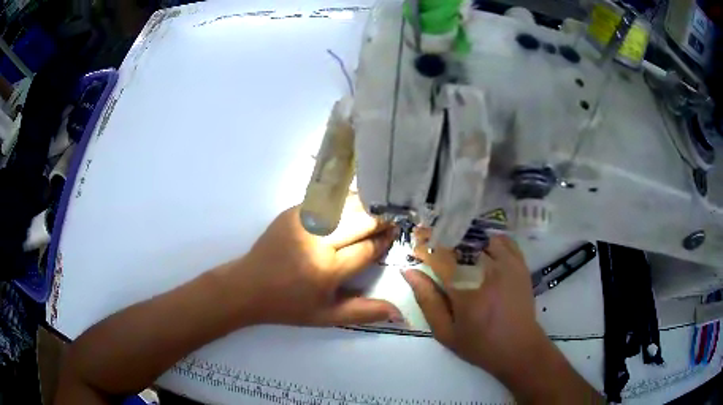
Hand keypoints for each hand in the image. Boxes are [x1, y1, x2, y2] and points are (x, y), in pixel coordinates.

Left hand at [233, 196, 400, 325]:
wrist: (248, 286)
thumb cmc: (289, 305)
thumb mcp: (327, 317)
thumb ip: (364, 313)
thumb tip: (399, 312)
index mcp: (327, 270)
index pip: (367, 248)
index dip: (384, 240)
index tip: (394, 235)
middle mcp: (317, 241)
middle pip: (360, 221)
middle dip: (379, 220)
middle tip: (390, 220)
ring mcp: (303, 222)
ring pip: (344, 205)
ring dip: (363, 206)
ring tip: (374, 209)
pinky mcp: (291, 213)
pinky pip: (325, 201)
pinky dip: (342, 201)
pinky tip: (350, 205)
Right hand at [403, 230, 545, 382]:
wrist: (519, 347)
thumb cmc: (479, 344)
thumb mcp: (445, 332)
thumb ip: (426, 301)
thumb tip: (408, 271)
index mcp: (465, 292)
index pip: (439, 257)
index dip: (424, 249)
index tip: (416, 249)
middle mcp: (487, 272)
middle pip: (459, 242)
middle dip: (442, 241)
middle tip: (435, 249)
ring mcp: (506, 264)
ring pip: (480, 238)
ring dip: (465, 241)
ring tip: (459, 253)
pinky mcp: (519, 264)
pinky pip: (502, 240)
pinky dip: (488, 242)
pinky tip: (482, 253)